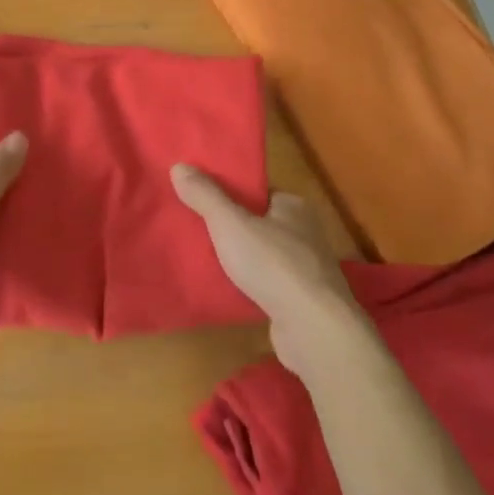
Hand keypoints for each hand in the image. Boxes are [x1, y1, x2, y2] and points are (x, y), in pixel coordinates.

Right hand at [171, 164, 361, 375]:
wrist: (314, 329)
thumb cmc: (274, 265)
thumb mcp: (230, 223)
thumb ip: (205, 196)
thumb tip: (179, 166)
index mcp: (295, 207)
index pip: (258, 193)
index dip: (229, 195)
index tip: (200, 200)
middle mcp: (306, 234)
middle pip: (259, 223)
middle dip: (231, 228)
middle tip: (195, 230)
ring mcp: (307, 269)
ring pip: (263, 255)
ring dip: (240, 258)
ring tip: (204, 259)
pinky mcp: (303, 301)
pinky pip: (268, 283)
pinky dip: (249, 285)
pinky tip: (226, 289)